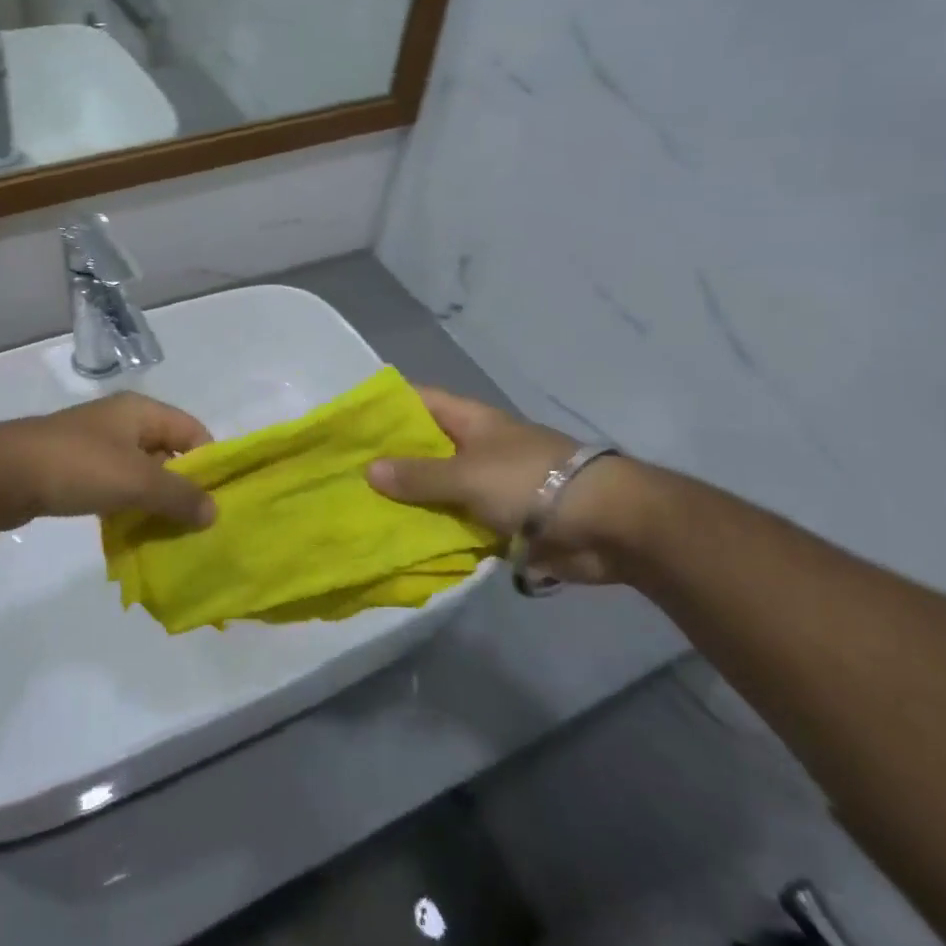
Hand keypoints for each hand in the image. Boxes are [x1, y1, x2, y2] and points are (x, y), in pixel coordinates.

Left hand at [0, 393, 215, 531]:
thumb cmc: (77, 466)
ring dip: (154, 501)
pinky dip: (127, 506)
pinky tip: (130, 532)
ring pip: (141, 473)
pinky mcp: (75, 468)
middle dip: (183, 488)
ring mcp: (96, 445)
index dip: (210, 464)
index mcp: (141, 411)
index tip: (216, 502)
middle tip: (195, 525)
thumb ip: (179, 496)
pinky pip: (115, 486)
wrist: (1, 473)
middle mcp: (122, 422)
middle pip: (169, 453)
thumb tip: (214, 512)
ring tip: (167, 535)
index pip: (193, 431)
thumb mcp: (137, 481)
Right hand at [368, 387, 634, 583]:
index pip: (419, 401)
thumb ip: (418, 475)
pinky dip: (431, 533)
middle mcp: (474, 449)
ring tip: (355, 511)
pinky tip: (395, 543)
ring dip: (406, 503)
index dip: (384, 407)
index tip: (345, 421)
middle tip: (338, 474)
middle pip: (422, 449)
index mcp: (471, 422)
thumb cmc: (532, 483)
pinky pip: (454, 525)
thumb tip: (368, 471)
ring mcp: (485, 487)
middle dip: (386, 461)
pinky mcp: (497, 523)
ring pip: (435, 490)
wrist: (607, 526)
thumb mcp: (467, 474)